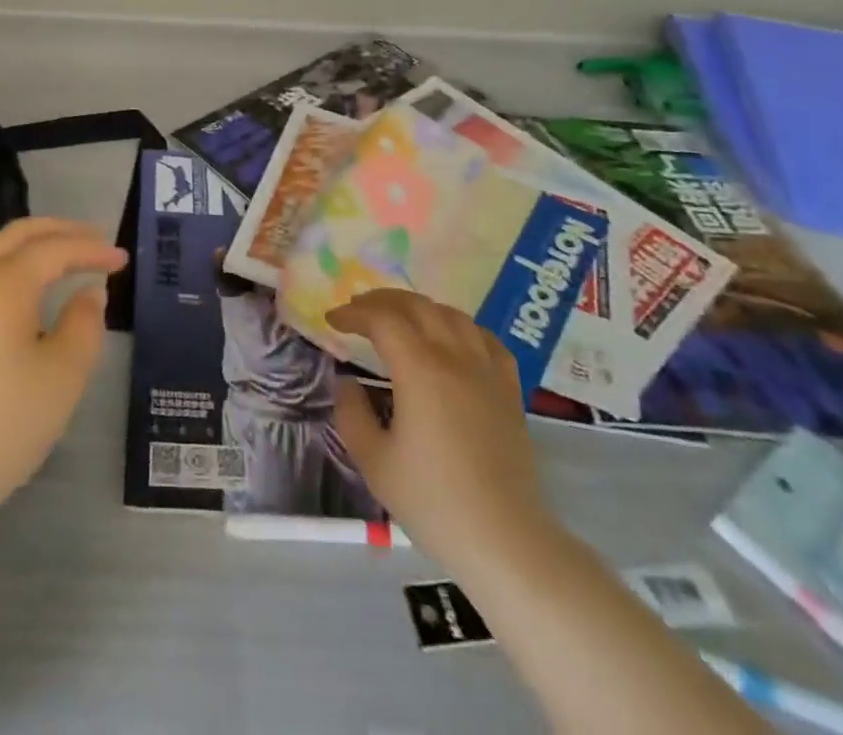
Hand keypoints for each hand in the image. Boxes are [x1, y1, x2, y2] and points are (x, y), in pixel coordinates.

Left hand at [0, 218, 126, 528]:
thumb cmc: (4, 421)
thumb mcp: (63, 374)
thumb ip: (84, 325)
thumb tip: (87, 295)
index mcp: (4, 283)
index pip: (54, 248)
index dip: (91, 249)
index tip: (122, 259)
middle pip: (17, 236)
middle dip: (58, 231)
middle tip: (94, 239)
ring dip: (31, 252)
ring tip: (63, 265)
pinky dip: (11, 276)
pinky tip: (25, 304)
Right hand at [327, 289, 549, 573]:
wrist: (505, 541)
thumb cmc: (433, 501)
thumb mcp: (374, 461)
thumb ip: (352, 413)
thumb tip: (348, 383)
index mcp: (420, 369)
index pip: (382, 319)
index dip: (353, 313)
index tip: (333, 320)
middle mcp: (455, 358)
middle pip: (417, 306)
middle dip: (382, 300)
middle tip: (358, 310)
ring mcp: (487, 372)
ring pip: (453, 315)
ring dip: (420, 307)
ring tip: (400, 318)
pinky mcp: (510, 391)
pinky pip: (487, 340)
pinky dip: (462, 327)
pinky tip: (453, 338)